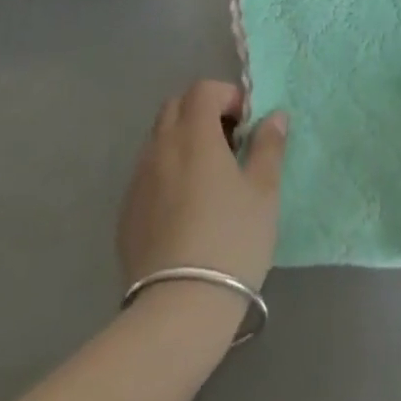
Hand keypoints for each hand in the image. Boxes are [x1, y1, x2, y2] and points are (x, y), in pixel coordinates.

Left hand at [117, 80, 289, 292]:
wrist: (178, 310)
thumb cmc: (231, 241)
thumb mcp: (263, 192)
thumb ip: (269, 147)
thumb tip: (274, 115)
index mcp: (194, 134)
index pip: (203, 90)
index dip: (227, 95)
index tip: (246, 123)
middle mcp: (160, 148)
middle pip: (175, 107)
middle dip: (201, 112)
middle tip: (227, 143)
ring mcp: (138, 181)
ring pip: (158, 140)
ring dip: (182, 142)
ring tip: (207, 177)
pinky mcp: (126, 215)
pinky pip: (146, 175)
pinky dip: (166, 173)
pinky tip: (184, 209)